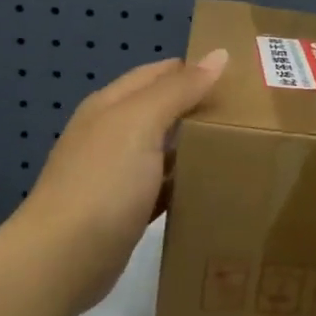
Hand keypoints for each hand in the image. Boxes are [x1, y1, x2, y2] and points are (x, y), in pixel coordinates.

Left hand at [17, 51, 228, 309]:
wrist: (63, 260)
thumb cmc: (103, 182)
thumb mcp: (141, 123)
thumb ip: (179, 89)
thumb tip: (218, 54)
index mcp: (111, 105)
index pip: (160, 73)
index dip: (197, 69)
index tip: (242, 76)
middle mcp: (111, 134)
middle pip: (163, 110)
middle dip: (201, 108)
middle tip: (252, 113)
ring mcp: (116, 174)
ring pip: (164, 150)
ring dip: (196, 147)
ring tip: (243, 147)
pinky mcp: (126, 210)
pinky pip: (163, 188)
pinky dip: (185, 184)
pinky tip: (214, 189)